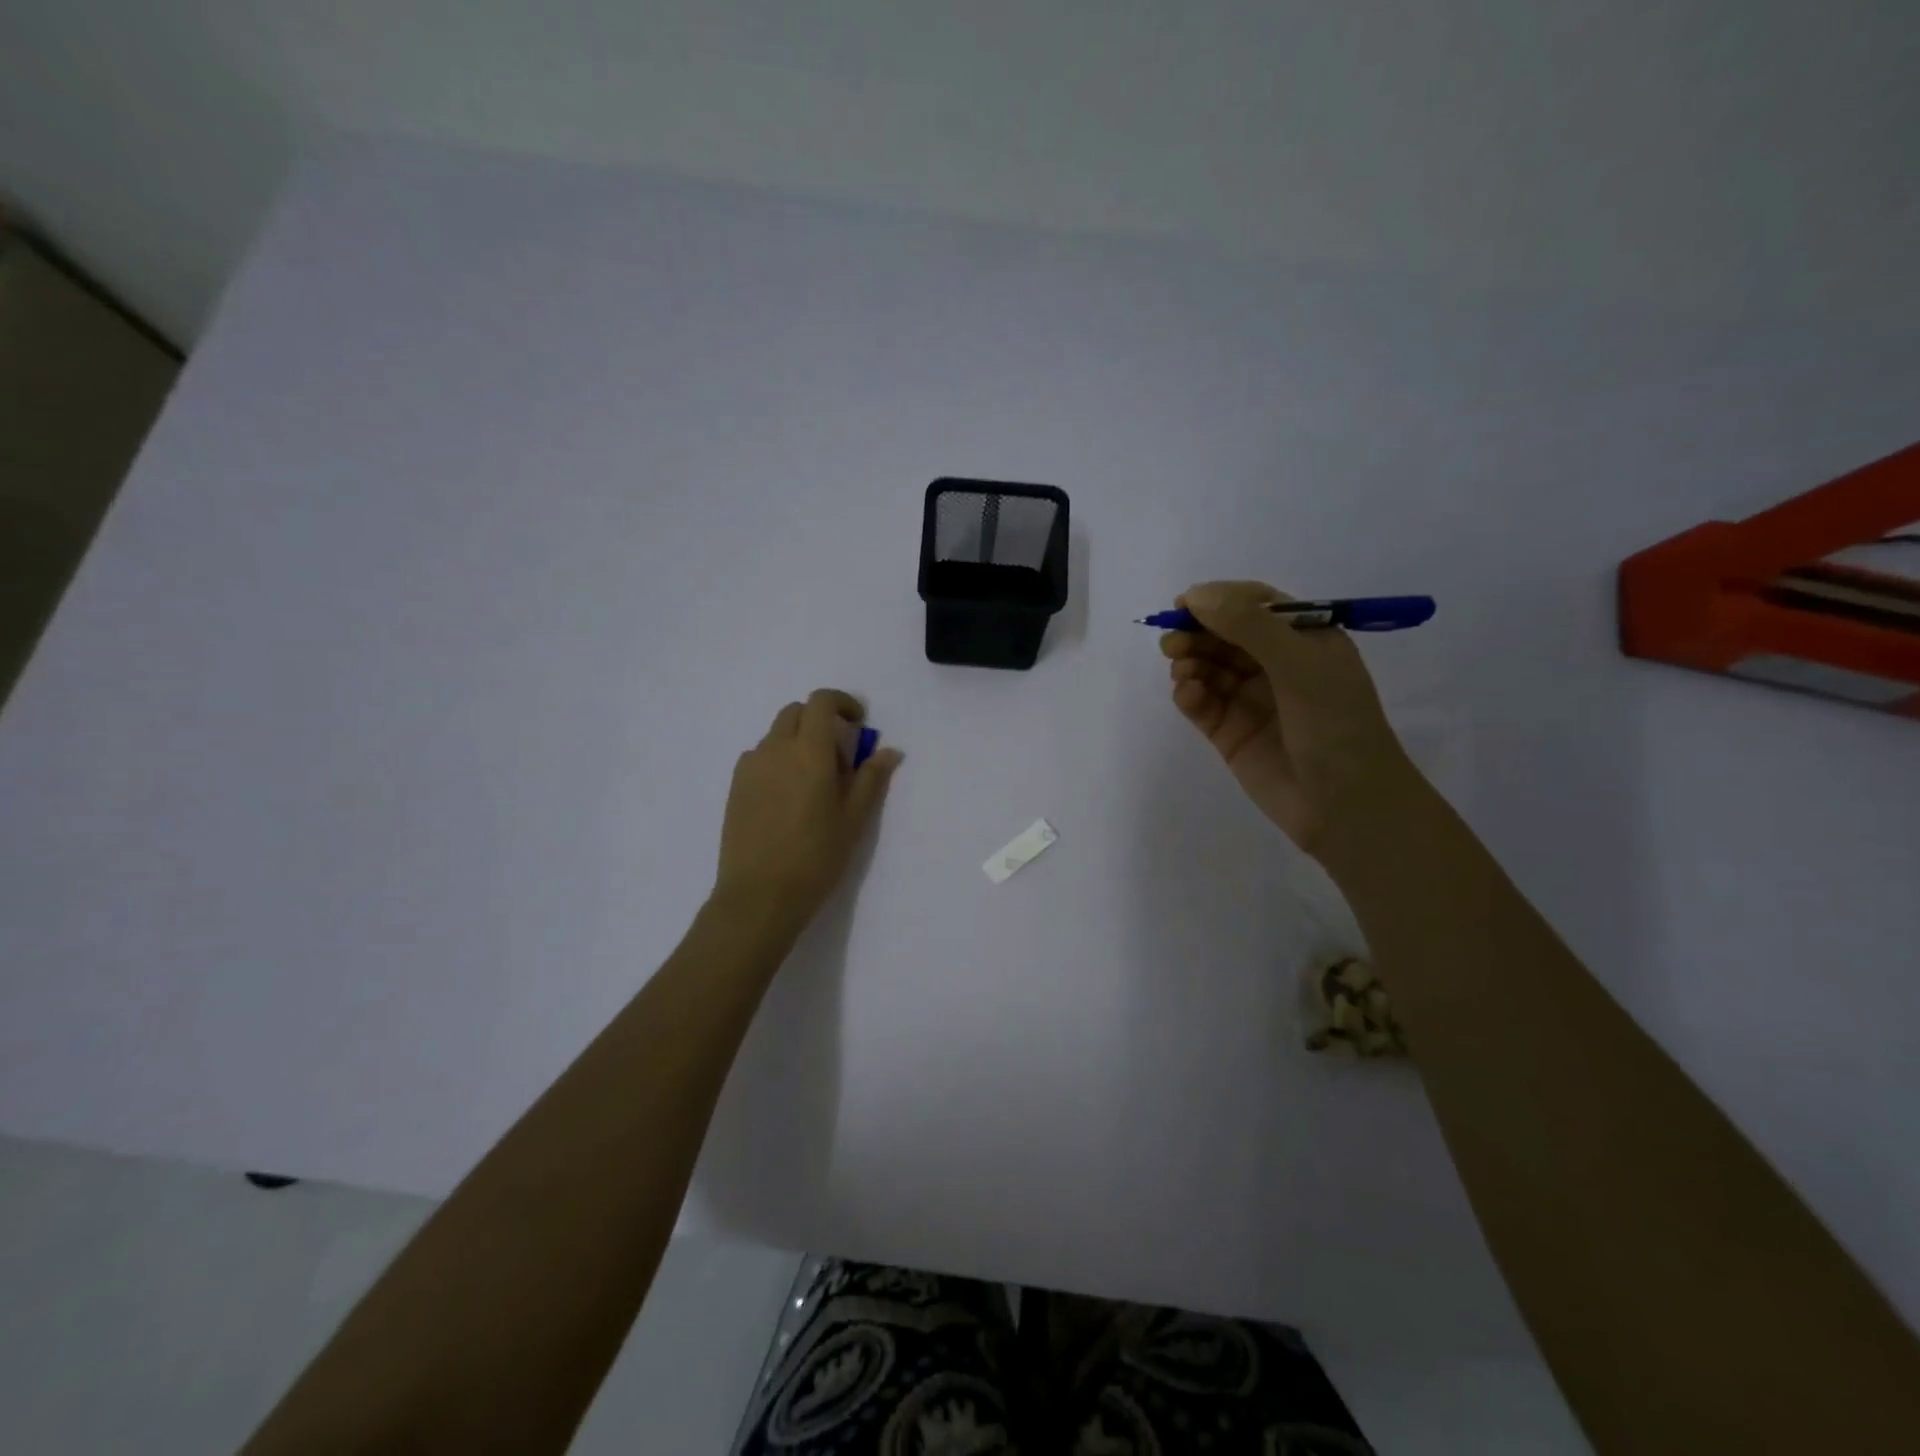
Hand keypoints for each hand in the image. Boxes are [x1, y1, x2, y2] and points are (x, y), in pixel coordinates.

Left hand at [714, 689, 902, 926]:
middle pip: (796, 712)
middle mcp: (775, 749)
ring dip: (798, 741)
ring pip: (776, 735)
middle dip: (820, 720)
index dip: (842, 702)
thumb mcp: (854, 820)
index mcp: (809, 752)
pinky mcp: (736, 786)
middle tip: (839, 756)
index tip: (858, 723)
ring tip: (813, 781)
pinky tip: (788, 796)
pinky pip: (760, 757)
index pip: (821, 701)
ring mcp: (750, 767)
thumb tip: (889, 751)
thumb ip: (871, 779)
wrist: (760, 895)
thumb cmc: (816, 857)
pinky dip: (778, 760)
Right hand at [1162, 581, 1417, 856]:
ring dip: (1190, 662)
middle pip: (1224, 635)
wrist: (1347, 807)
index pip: (1255, 606)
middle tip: (1173, 641)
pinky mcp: (1230, 733)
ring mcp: (1251, 700)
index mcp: (1304, 640)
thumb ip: (1249, 626)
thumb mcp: (1300, 665)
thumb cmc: (1337, 726)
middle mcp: (1276, 665)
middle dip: (1197, 633)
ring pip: (1208, 667)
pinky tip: (1188, 695)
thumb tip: (1196, 595)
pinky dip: (1189, 694)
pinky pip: (1201, 703)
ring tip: (1182, 670)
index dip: (1219, 600)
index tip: (1184, 603)